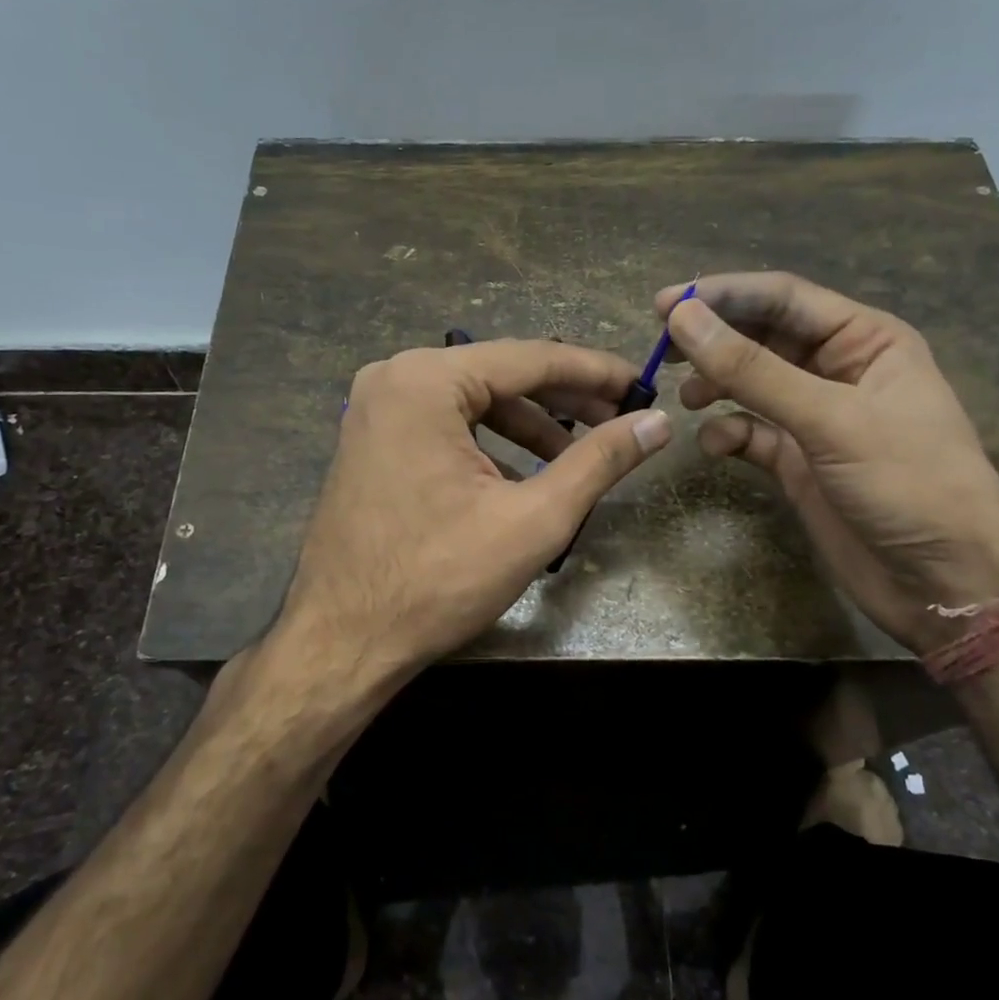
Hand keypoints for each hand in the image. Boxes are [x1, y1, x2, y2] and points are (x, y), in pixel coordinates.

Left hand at [275, 339, 672, 688]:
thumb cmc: (437, 579)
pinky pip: (444, 425)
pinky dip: (488, 444)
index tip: (642, 384)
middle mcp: (394, 377)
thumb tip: (657, 423)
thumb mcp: (532, 518)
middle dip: (563, 400)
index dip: (594, 371)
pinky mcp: (372, 440)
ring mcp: (375, 409)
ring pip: (473, 402)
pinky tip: (521, 478)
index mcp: (426, 380)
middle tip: (618, 419)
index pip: (530, 358)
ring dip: (528, 426)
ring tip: (576, 458)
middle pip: (499, 375)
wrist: (341, 641)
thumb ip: (599, 461)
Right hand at [658, 273, 998, 652]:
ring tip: (686, 398)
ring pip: (751, 383)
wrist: (947, 586)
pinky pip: (750, 432)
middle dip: (713, 340)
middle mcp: (838, 370)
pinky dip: (727, 434)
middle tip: (661, 350)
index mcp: (865, 340)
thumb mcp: (831, 420)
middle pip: (761, 337)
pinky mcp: (798, 461)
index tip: (663, 305)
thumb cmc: (909, 484)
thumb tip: (682, 317)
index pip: (782, 298)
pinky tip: (714, 446)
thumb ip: (753, 369)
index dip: (722, 295)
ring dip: (716, 385)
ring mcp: (816, 418)